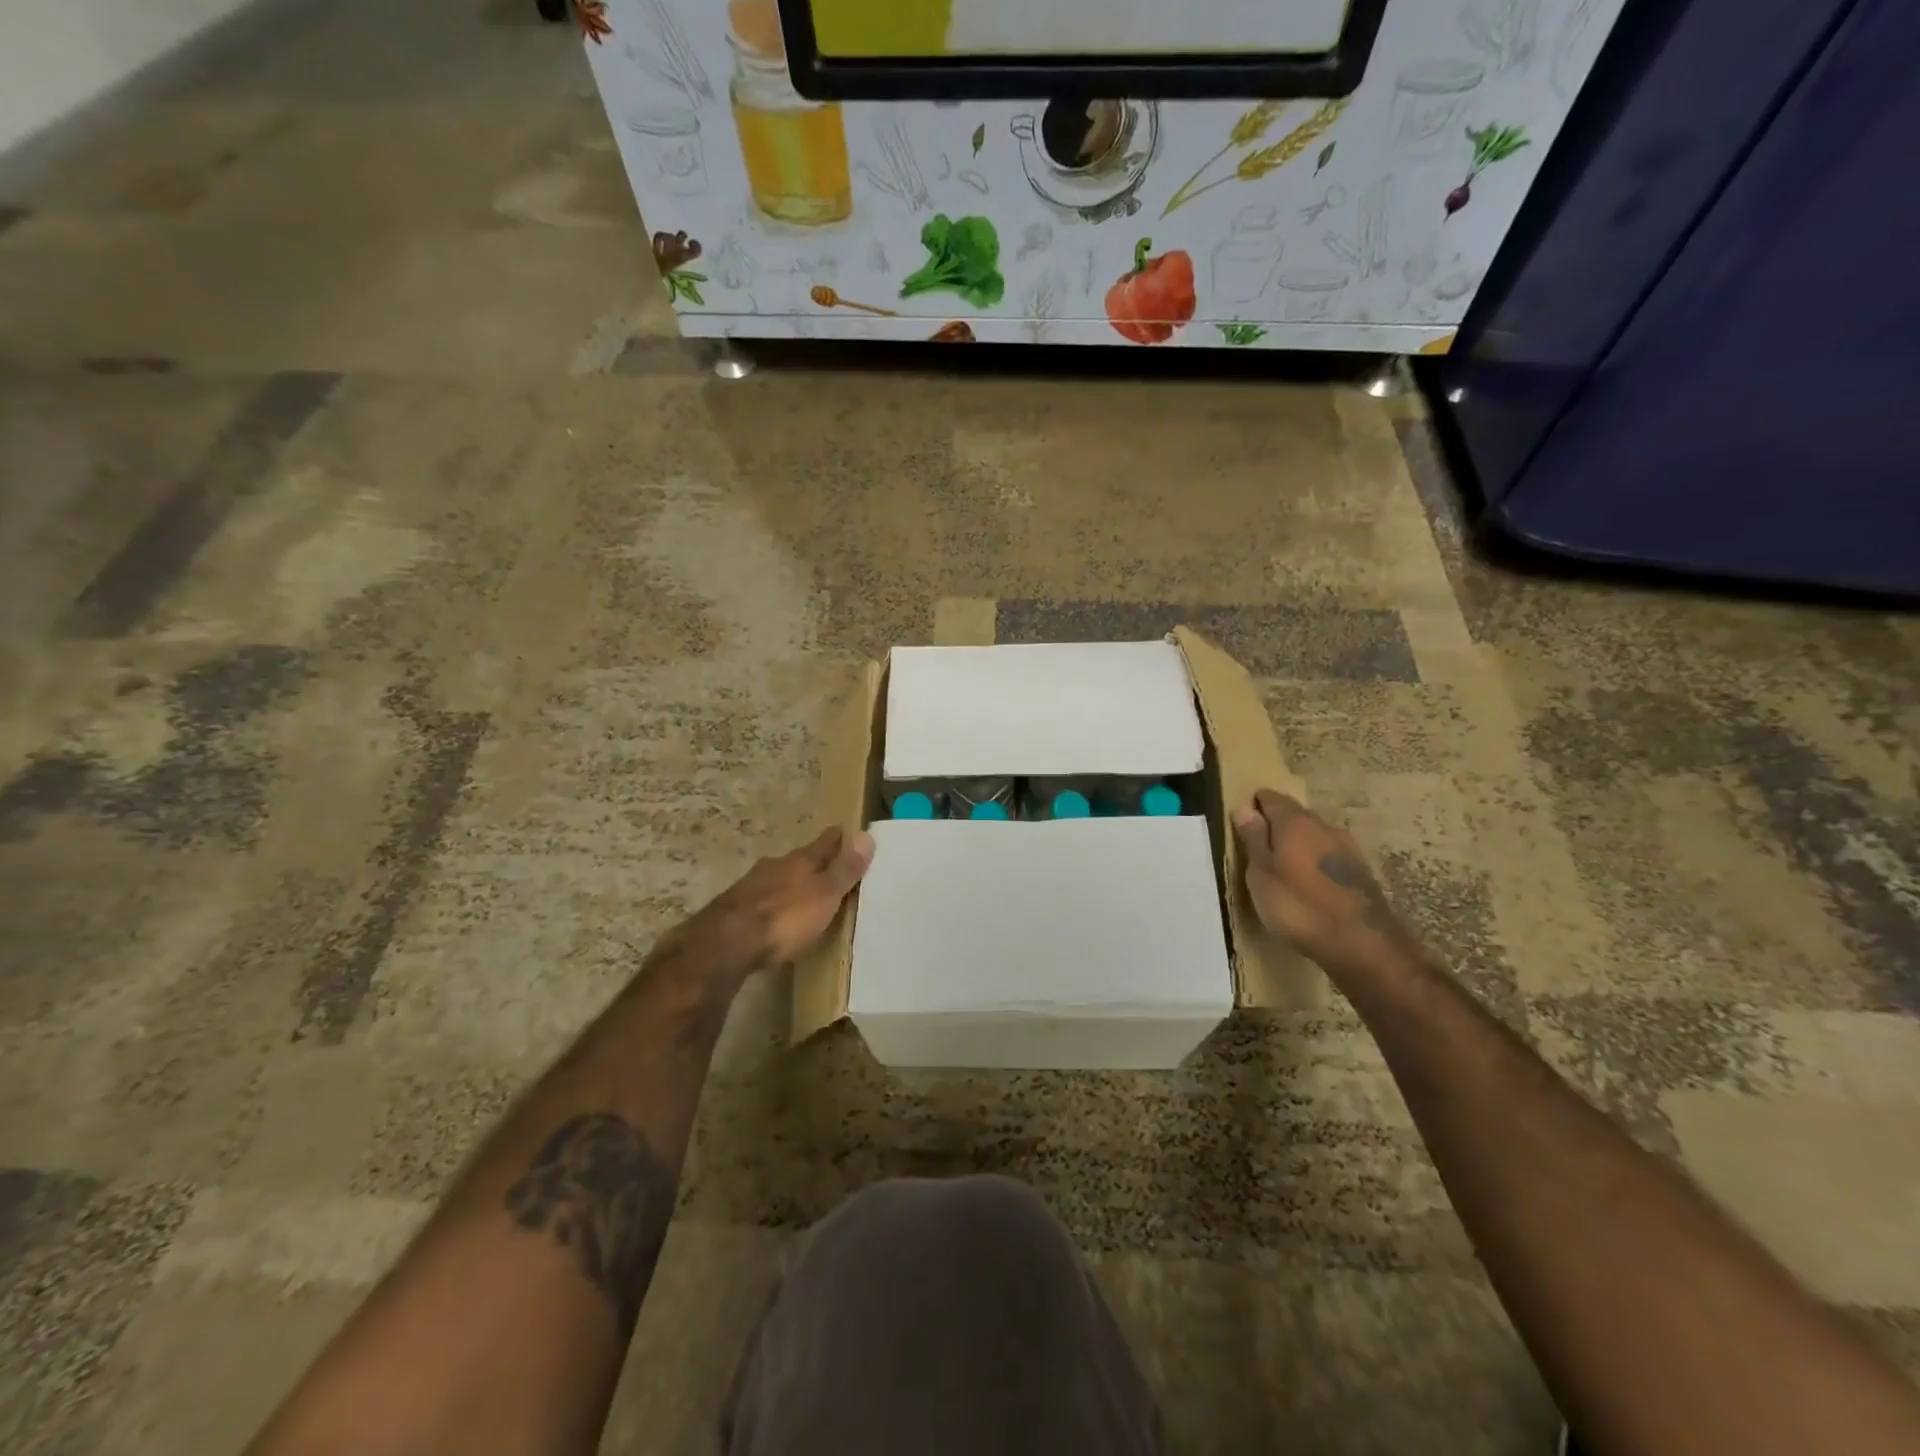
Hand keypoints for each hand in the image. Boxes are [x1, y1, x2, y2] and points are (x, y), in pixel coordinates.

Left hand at [690, 826, 874, 972]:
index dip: (842, 838)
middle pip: (803, 859)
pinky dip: (776, 904)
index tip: (854, 836)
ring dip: (794, 885)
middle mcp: (777, 864)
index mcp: (802, 859)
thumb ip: (845, 869)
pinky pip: (764, 899)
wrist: (726, 942)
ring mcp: (753, 884)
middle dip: (817, 863)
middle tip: (834, 872)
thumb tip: (867, 835)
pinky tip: (779, 918)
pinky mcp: (736, 907)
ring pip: (781, 878)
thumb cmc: (786, 917)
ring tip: (808, 898)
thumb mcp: (825, 895)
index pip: (828, 840)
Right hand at [1231, 790, 1423, 982]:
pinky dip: (1315, 863)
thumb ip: (1253, 839)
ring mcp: (1348, 848)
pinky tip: (1308, 884)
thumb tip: (1245, 808)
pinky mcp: (1362, 871)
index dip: (1254, 805)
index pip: (1270, 797)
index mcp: (1295, 822)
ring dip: (1298, 845)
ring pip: (1314, 836)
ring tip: (1282, 869)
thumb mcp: (1261, 875)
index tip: (1241, 823)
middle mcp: (1324, 826)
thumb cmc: (1298, 906)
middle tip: (1257, 849)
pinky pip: (1329, 856)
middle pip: (1294, 815)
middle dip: (1276, 825)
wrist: (1363, 944)